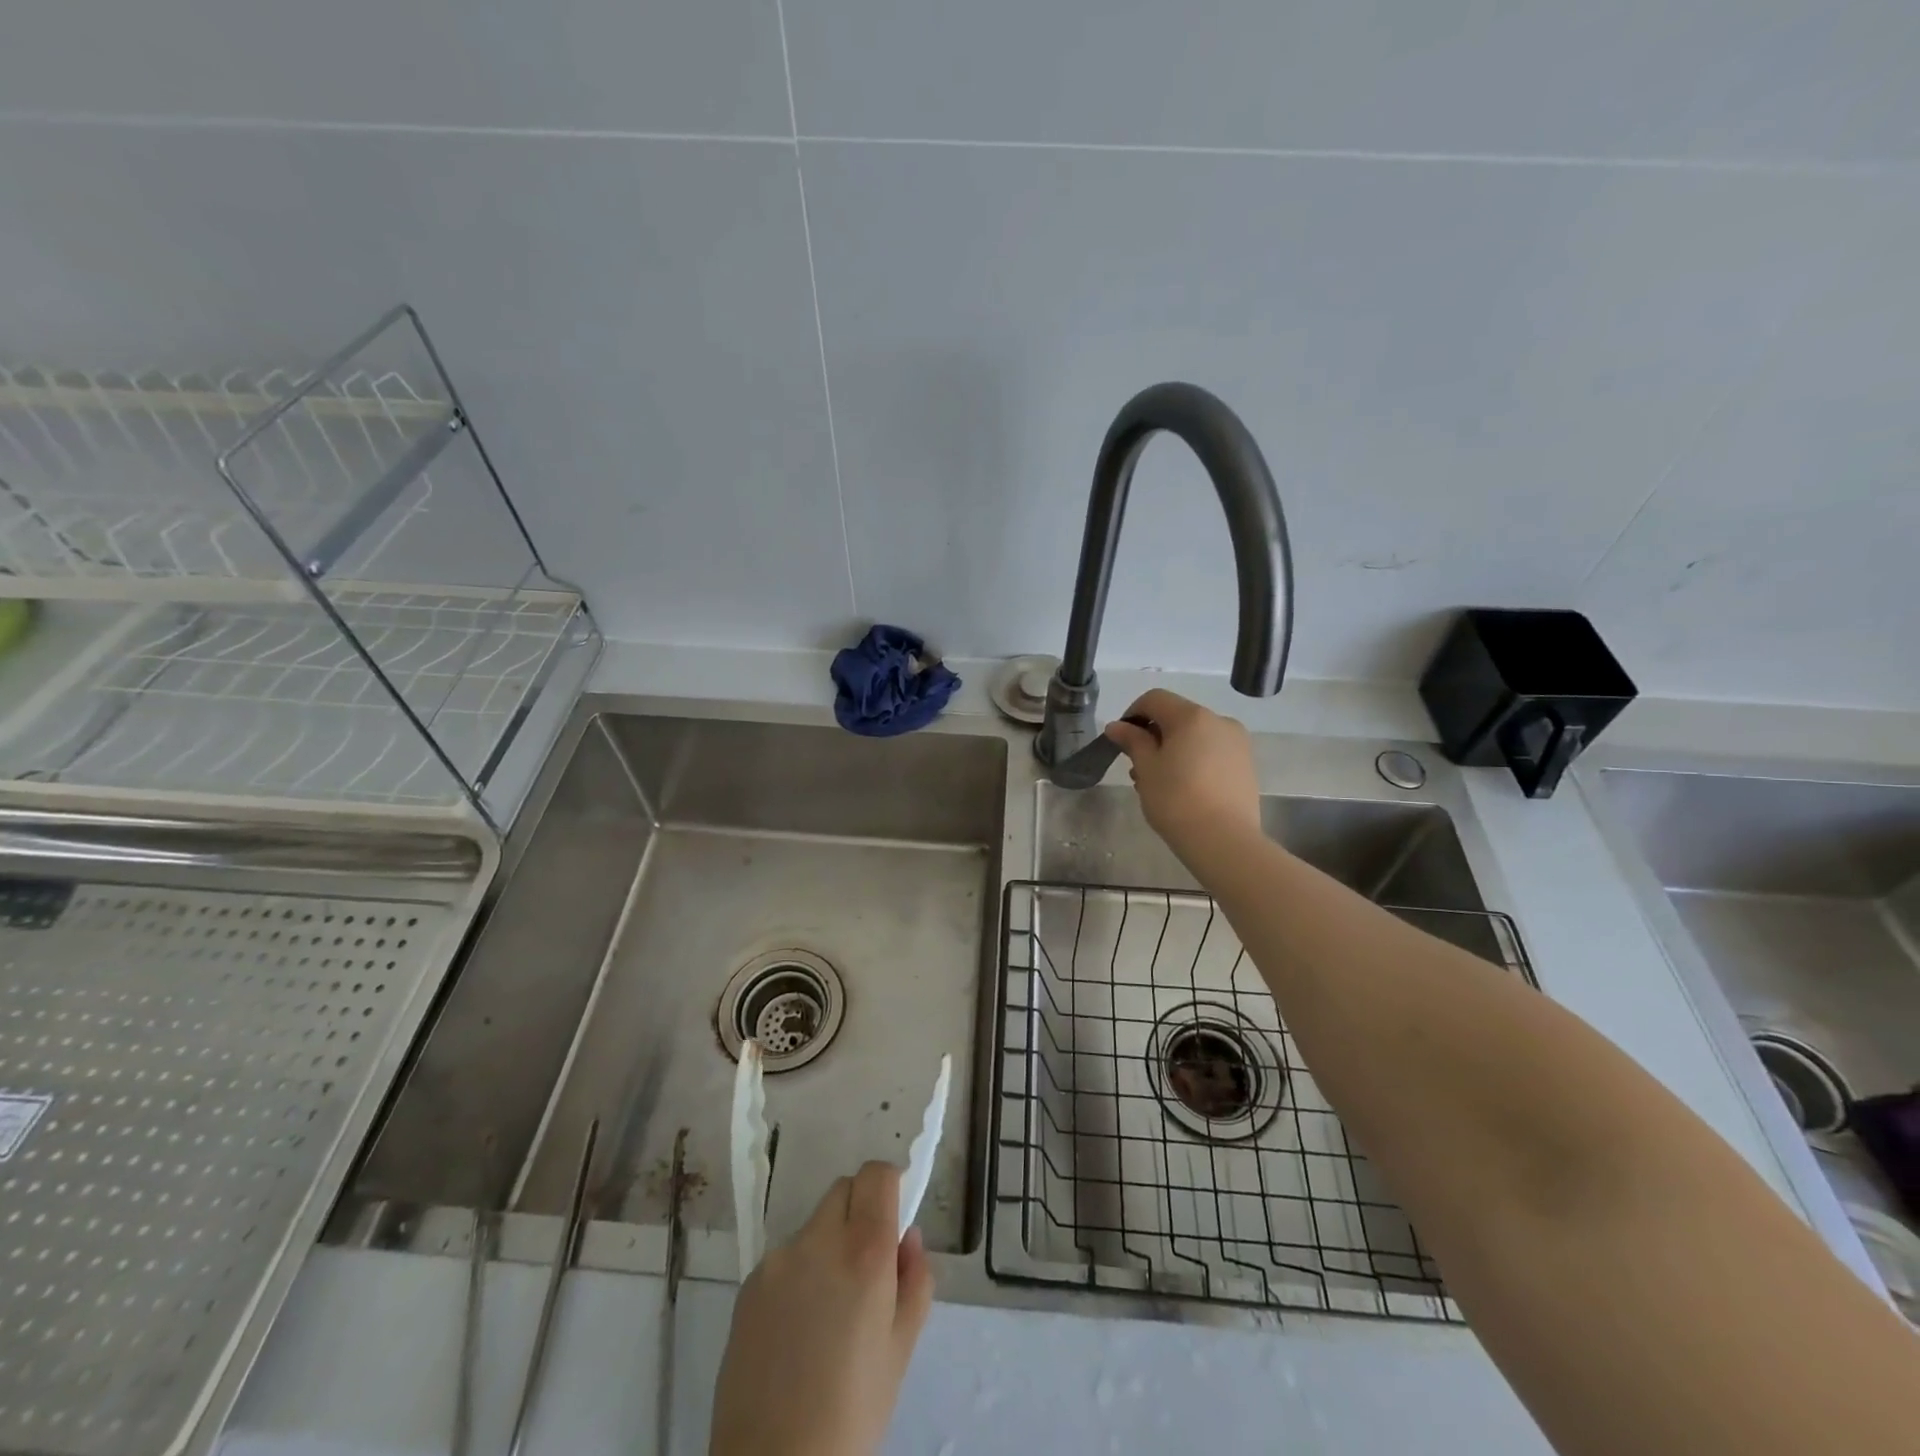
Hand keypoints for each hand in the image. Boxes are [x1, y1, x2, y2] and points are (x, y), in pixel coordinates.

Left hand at [710, 1161, 934, 1455]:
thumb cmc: (853, 1410)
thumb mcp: (902, 1348)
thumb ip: (915, 1280)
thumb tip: (908, 1237)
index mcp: (864, 1250)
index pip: (876, 1174)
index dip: (889, 1185)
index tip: (893, 1216)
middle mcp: (819, 1240)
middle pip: (844, 1191)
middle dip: (859, 1211)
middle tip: (865, 1266)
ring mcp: (778, 1259)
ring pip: (814, 1226)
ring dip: (828, 1245)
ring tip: (827, 1308)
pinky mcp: (749, 1283)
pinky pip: (785, 1258)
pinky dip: (798, 1273)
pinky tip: (796, 1328)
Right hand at [1105, 689, 1262, 864]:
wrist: (1224, 841)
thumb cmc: (1177, 800)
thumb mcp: (1146, 768)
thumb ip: (1132, 741)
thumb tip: (1116, 726)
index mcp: (1192, 716)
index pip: (1155, 699)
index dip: (1133, 714)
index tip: (1121, 740)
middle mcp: (1219, 721)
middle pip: (1177, 717)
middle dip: (1153, 736)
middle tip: (1137, 767)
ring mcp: (1237, 744)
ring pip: (1195, 737)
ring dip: (1173, 750)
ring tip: (1158, 783)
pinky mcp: (1246, 766)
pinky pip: (1212, 753)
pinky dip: (1193, 761)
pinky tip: (1182, 789)